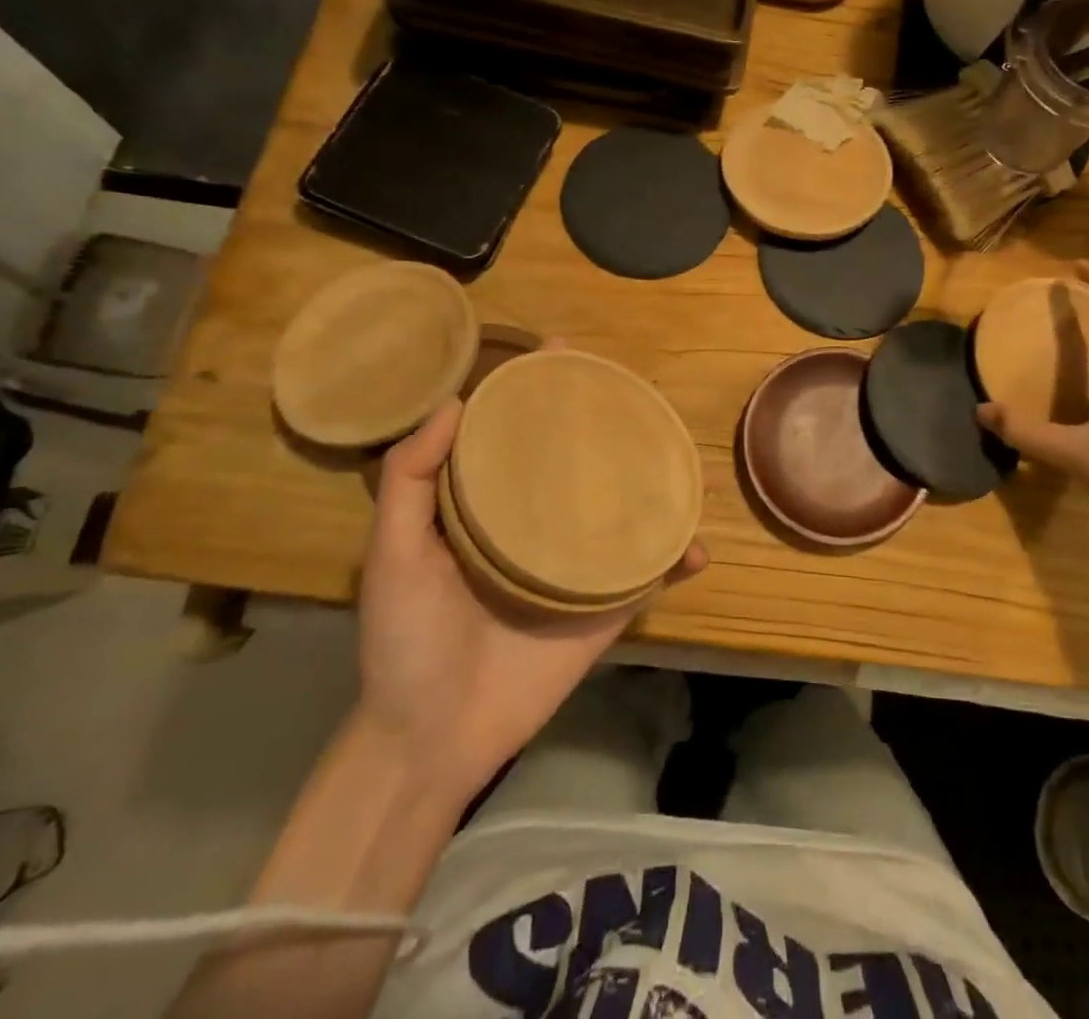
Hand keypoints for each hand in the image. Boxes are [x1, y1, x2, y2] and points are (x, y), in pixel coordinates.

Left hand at [357, 398, 707, 797]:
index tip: (563, 350)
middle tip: (636, 390)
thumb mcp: (392, 551)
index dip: (539, 391)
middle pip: (579, 462)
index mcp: (489, 506)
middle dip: (607, 425)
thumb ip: (410, 478)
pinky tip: (697, 545)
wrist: (434, 737)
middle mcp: (538, 524)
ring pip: (624, 512)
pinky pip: (649, 577)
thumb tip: (456, 402)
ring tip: (682, 454)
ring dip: (656, 485)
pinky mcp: (605, 609)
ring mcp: (577, 567)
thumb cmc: (407, 638)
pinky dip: (678, 561)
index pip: (519, 433)